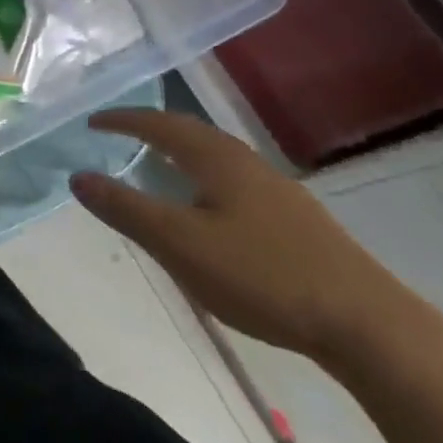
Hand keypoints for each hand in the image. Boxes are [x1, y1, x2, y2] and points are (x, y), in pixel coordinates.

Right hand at [75, 109, 415, 363]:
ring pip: (215, 156)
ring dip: (180, 152)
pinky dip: (203, 177)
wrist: (364, 321)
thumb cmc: (262, 275)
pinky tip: (208, 207)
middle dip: (151, 129)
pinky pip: (233, 179)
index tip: (93, 122)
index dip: (123, 120)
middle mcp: (246, 161)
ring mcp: (275, 188)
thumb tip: (78, 176)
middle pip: (190, 132)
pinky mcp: (295, 217)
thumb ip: (126, 209)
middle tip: (119, 134)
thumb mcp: (180, 244)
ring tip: (157, 164)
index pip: (159, 125)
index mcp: (216, 159)